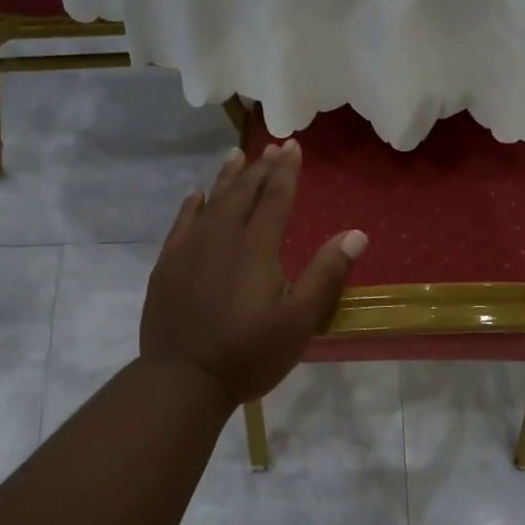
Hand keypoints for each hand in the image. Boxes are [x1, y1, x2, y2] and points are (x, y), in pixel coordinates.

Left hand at [140, 141, 367, 407]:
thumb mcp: (300, 320)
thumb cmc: (249, 352)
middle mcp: (222, 237)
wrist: (184, 378)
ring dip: (227, 178)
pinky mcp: (168, 266)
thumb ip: (326, 274)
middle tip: (272, 147)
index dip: (286, 171)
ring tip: (237, 156)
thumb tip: (356, 234)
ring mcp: (190, 250)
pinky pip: (182, 223)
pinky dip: (192, 205)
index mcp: (257, 247)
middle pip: (243, 193)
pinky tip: (196, 196)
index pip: (275, 198)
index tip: (292, 146)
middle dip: (260, 168)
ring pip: (211, 202)